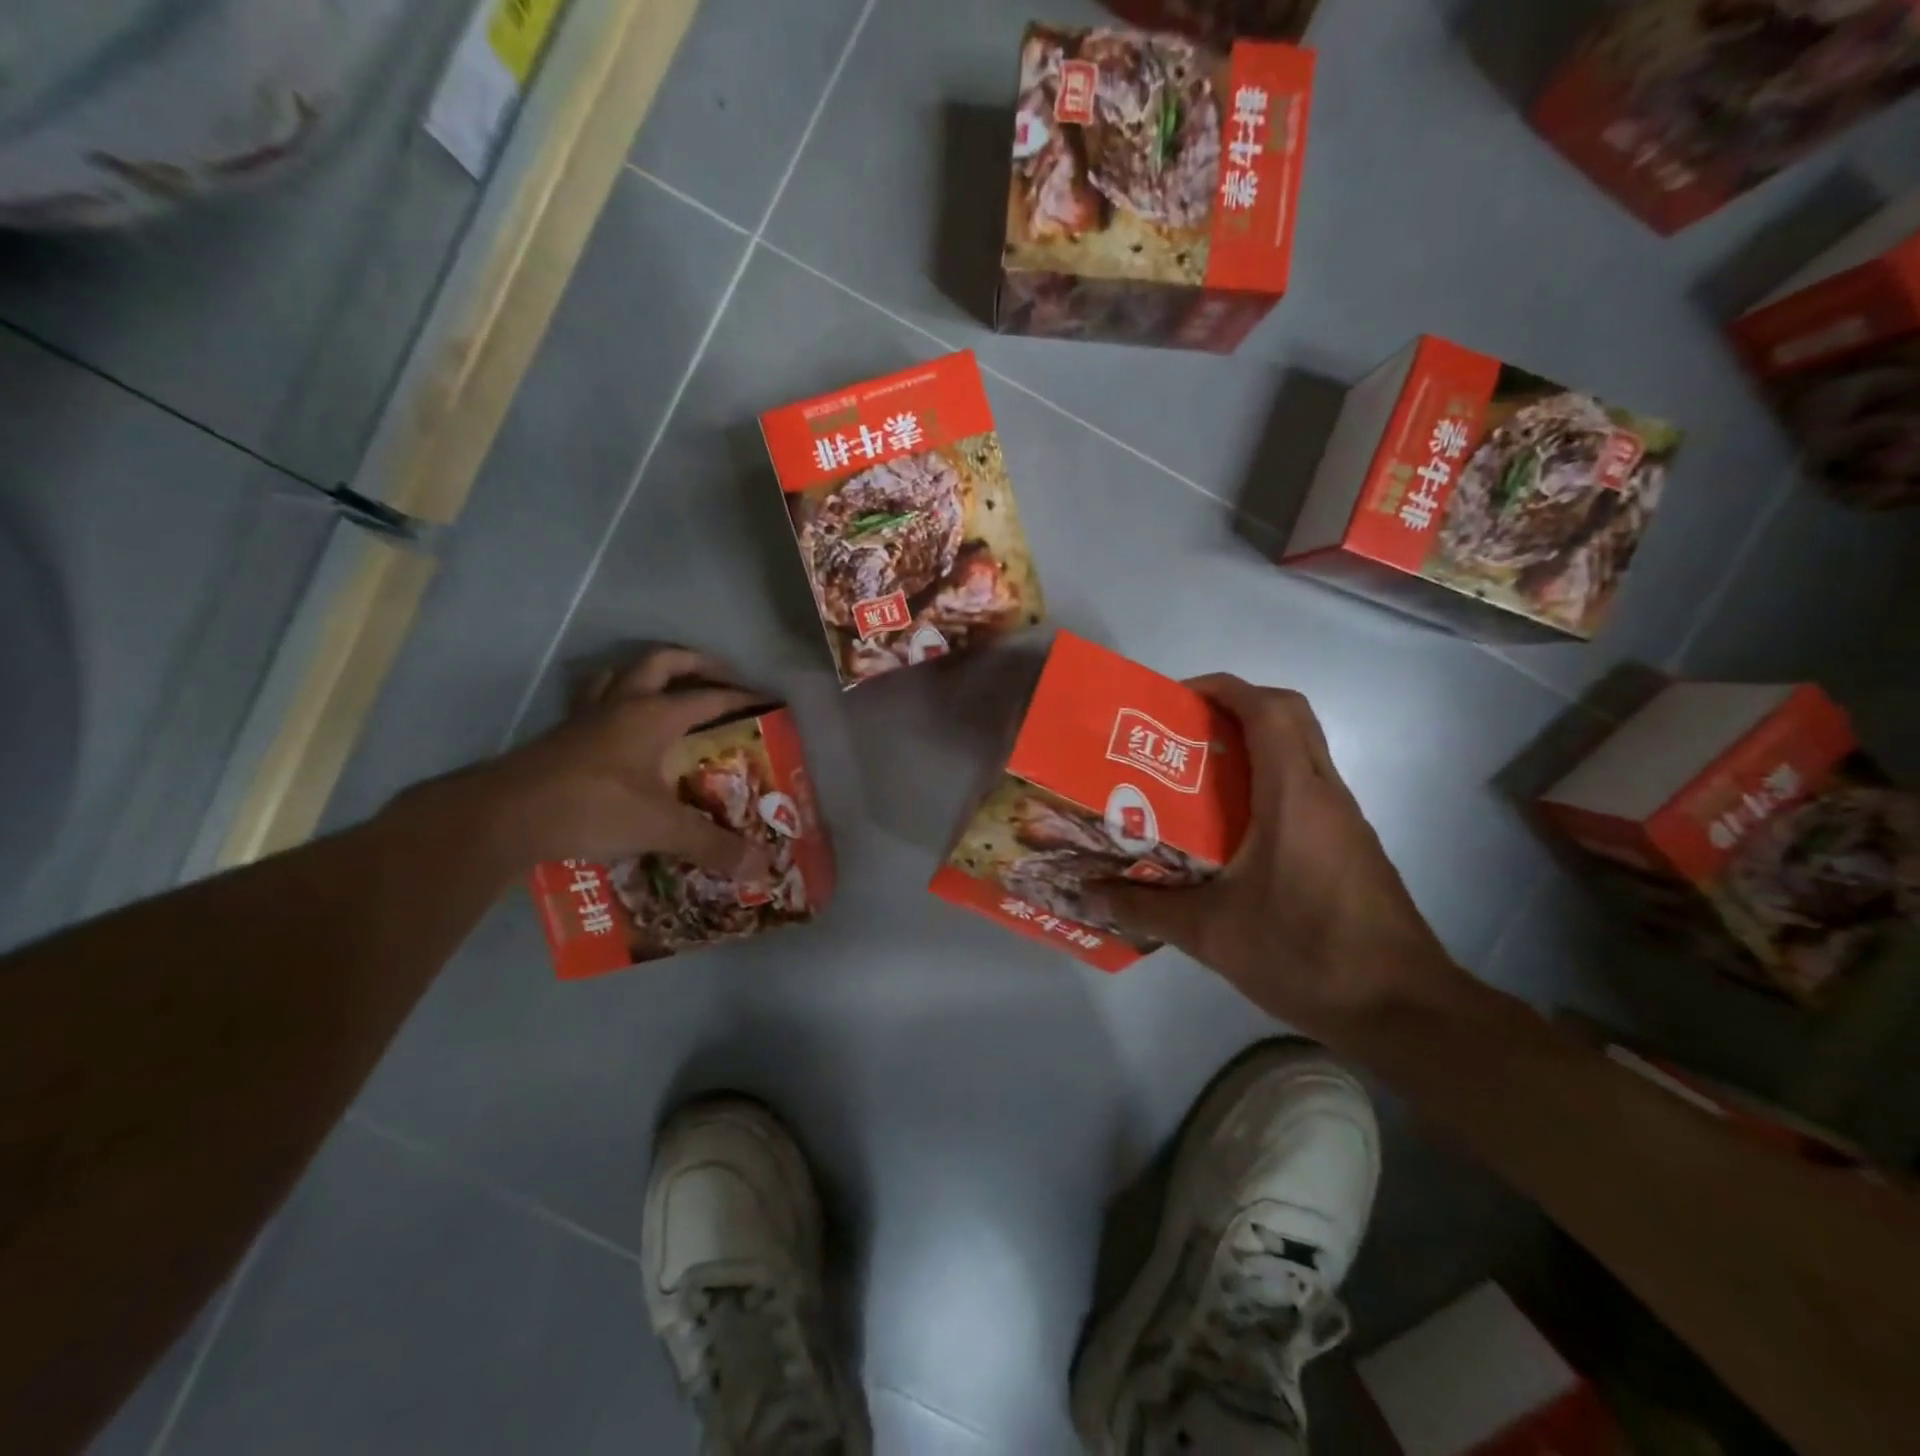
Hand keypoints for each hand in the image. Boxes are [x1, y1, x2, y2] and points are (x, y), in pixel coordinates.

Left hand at [406, 648, 775, 878]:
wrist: (505, 816)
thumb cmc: (593, 808)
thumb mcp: (661, 828)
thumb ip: (712, 845)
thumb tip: (761, 869)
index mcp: (654, 715)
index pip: (709, 697)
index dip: (742, 697)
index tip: (767, 699)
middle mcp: (622, 704)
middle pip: (662, 663)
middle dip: (696, 664)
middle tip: (720, 677)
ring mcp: (587, 717)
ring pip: (619, 674)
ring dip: (647, 674)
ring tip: (667, 689)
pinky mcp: (562, 736)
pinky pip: (592, 702)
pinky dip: (612, 701)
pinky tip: (617, 726)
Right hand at [1102, 675, 1464, 1044]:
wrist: (1402, 1010)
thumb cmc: (1306, 954)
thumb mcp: (1211, 933)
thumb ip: (1145, 907)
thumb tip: (1087, 894)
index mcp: (1294, 796)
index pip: (1268, 709)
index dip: (1224, 688)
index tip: (1177, 698)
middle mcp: (1325, 794)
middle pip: (1290, 716)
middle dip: (1237, 706)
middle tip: (1184, 731)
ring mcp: (1344, 821)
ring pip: (1301, 752)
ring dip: (1253, 746)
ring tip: (1195, 776)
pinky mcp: (1350, 847)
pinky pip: (1306, 789)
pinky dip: (1269, 783)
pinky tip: (1231, 830)